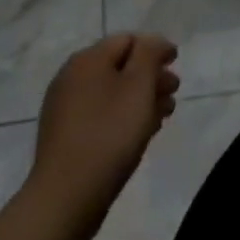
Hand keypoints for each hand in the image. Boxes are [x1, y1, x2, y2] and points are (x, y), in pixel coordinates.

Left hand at [25, 33, 179, 237]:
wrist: (64, 200)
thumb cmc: (109, 134)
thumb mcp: (139, 85)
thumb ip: (150, 54)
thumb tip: (153, 43)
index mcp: (88, 59)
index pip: (129, 40)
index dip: (156, 49)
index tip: (175, 65)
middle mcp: (72, 77)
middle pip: (120, 66)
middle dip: (150, 77)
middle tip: (173, 93)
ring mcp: (64, 109)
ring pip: (112, 93)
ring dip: (140, 99)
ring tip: (162, 116)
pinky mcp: (64, 137)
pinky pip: (100, 115)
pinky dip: (122, 117)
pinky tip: (140, 133)